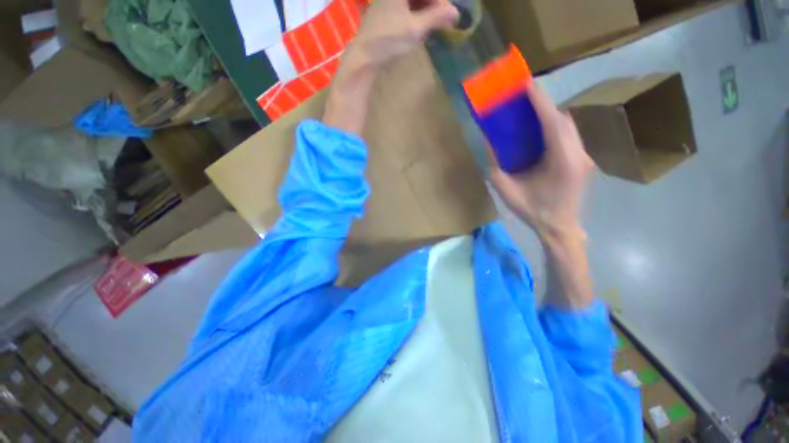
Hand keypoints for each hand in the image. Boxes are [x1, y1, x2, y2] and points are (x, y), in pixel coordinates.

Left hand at [347, 0, 458, 67]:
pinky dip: (413, 14)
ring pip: (411, 1)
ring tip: (432, 24)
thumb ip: (436, 17)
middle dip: (432, 5)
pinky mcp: (381, 13)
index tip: (449, 15)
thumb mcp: (416, 29)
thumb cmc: (389, 40)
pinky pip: (402, 7)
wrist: (364, 57)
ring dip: (424, 10)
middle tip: (443, 20)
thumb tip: (456, 12)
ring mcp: (385, 2)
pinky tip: (418, 25)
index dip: (439, 2)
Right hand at [487, 84, 594, 241]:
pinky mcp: (583, 160)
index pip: (553, 122)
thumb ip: (495, 166)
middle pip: (563, 120)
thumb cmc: (531, 211)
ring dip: (549, 115)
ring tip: (529, 111)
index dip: (540, 101)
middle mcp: (578, 154)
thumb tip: (488, 142)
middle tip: (522, 98)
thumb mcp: (505, 189)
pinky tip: (540, 130)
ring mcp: (584, 157)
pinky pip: (569, 135)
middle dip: (543, 105)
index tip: (526, 84)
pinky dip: (554, 127)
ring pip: (568, 126)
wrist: (558, 227)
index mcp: (561, 162)